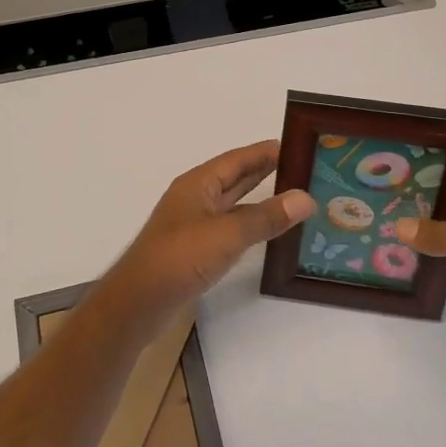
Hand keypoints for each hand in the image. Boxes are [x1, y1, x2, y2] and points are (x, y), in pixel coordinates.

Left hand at [105, 140, 315, 325]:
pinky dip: (250, 223)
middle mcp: (195, 197)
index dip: (266, 151)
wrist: (139, 302)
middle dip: (265, 170)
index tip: (298, 145)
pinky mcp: (195, 248)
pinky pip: (229, 226)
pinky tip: (266, 230)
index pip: (238, 159)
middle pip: (235, 177)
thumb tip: (306, 197)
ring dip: (259, 197)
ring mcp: (194, 223)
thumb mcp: (227, 234)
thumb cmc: (179, 257)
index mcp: (198, 183)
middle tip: (302, 167)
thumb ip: (266, 216)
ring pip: (232, 202)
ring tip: (292, 195)